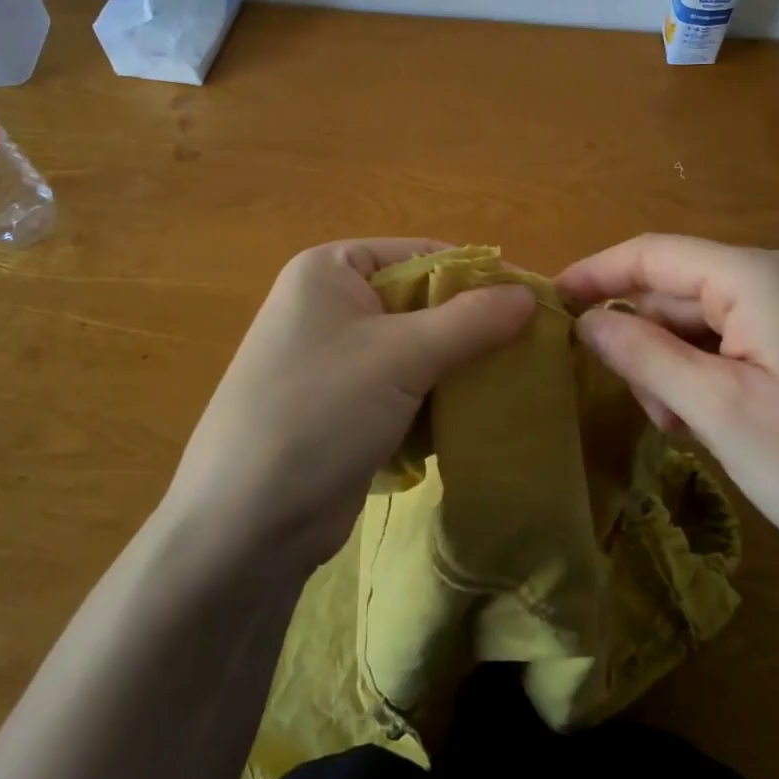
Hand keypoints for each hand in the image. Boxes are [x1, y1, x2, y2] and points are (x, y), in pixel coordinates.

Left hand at [164, 240, 535, 571]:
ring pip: (417, 350)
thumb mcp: (401, 356)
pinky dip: (435, 402)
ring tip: (512, 387)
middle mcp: (330, 305)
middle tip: (531, 351)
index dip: (477, 277)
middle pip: (421, 302)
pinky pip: (404, 389)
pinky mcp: (344, 407)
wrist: (245, 525)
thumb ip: (470, 320)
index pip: (421, 254)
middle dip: (470, 330)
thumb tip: (530, 293)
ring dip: (458, 371)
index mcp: (330, 270)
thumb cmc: (319, 411)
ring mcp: (335, 359)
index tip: (533, 304)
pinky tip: (470, 422)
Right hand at [558, 235, 778, 613]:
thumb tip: (587, 319)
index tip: (550, 301)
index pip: (656, 253)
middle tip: (637, 404)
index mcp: (762, 278)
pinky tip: (714, 424)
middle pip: (682, 290)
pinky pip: (742, 342)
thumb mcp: (719, 413)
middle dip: (646, 340)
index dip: (597, 272)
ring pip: (709, 321)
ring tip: (682, 428)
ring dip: (678, 365)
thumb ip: (645, 355)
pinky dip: (712, 375)